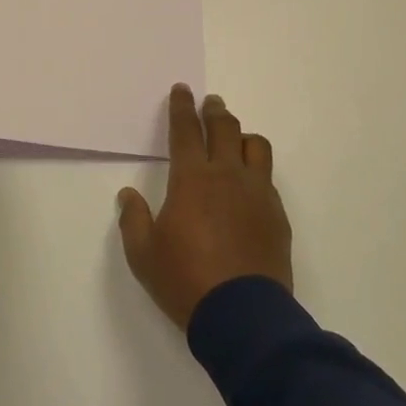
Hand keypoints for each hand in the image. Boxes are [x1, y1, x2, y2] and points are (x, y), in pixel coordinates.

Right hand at [118, 84, 292, 330]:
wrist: (243, 316)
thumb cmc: (185, 279)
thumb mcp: (143, 254)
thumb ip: (133, 219)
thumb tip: (128, 195)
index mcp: (192, 179)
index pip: (185, 130)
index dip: (181, 106)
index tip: (182, 90)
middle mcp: (227, 176)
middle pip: (224, 127)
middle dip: (214, 110)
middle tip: (210, 103)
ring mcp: (257, 193)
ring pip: (255, 146)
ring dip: (241, 135)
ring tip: (233, 139)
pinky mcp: (277, 214)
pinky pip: (267, 178)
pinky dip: (255, 170)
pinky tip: (248, 184)